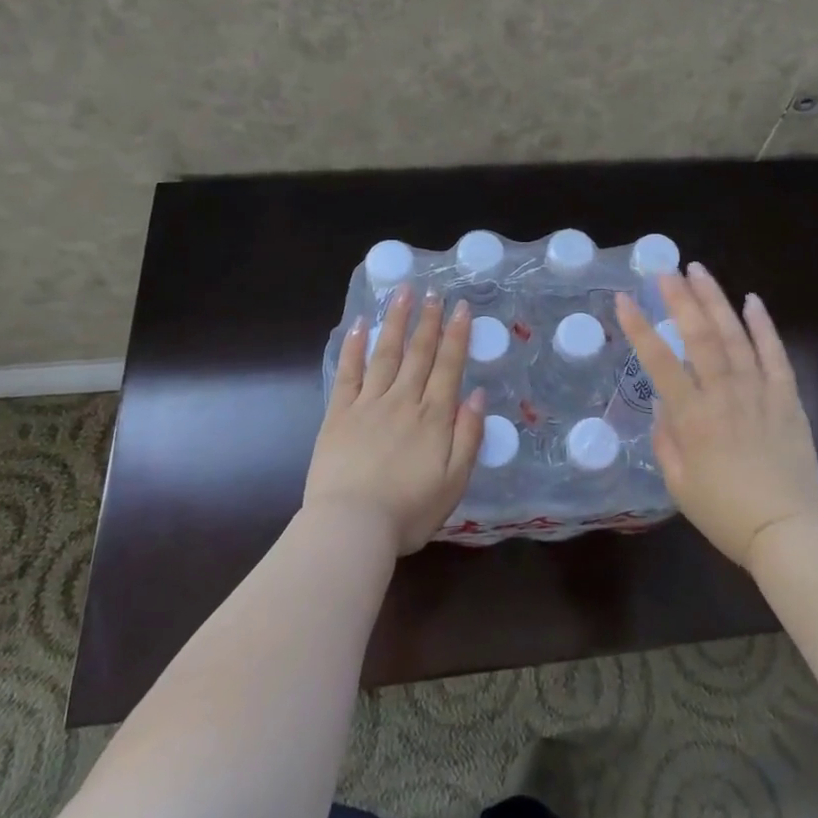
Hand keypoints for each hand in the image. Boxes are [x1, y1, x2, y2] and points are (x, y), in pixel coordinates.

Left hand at [305, 286, 484, 555]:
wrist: (351, 527)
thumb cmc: (408, 511)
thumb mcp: (454, 482)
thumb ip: (468, 436)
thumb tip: (478, 396)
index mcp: (433, 417)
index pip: (448, 366)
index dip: (456, 335)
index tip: (460, 307)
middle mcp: (403, 401)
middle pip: (418, 353)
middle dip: (428, 320)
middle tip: (434, 291)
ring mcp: (368, 404)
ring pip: (386, 354)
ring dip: (396, 322)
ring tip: (403, 293)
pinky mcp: (338, 414)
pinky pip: (348, 373)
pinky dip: (354, 347)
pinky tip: (360, 326)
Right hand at [615, 263, 817, 572]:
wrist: (788, 532)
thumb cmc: (726, 514)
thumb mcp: (679, 485)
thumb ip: (666, 439)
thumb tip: (663, 403)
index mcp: (693, 418)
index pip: (659, 362)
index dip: (639, 328)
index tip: (625, 300)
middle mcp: (724, 396)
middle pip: (700, 337)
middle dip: (680, 299)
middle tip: (665, 271)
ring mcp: (759, 393)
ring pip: (735, 336)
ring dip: (716, 301)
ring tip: (699, 272)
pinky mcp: (788, 398)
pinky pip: (776, 355)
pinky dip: (764, 326)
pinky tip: (753, 301)